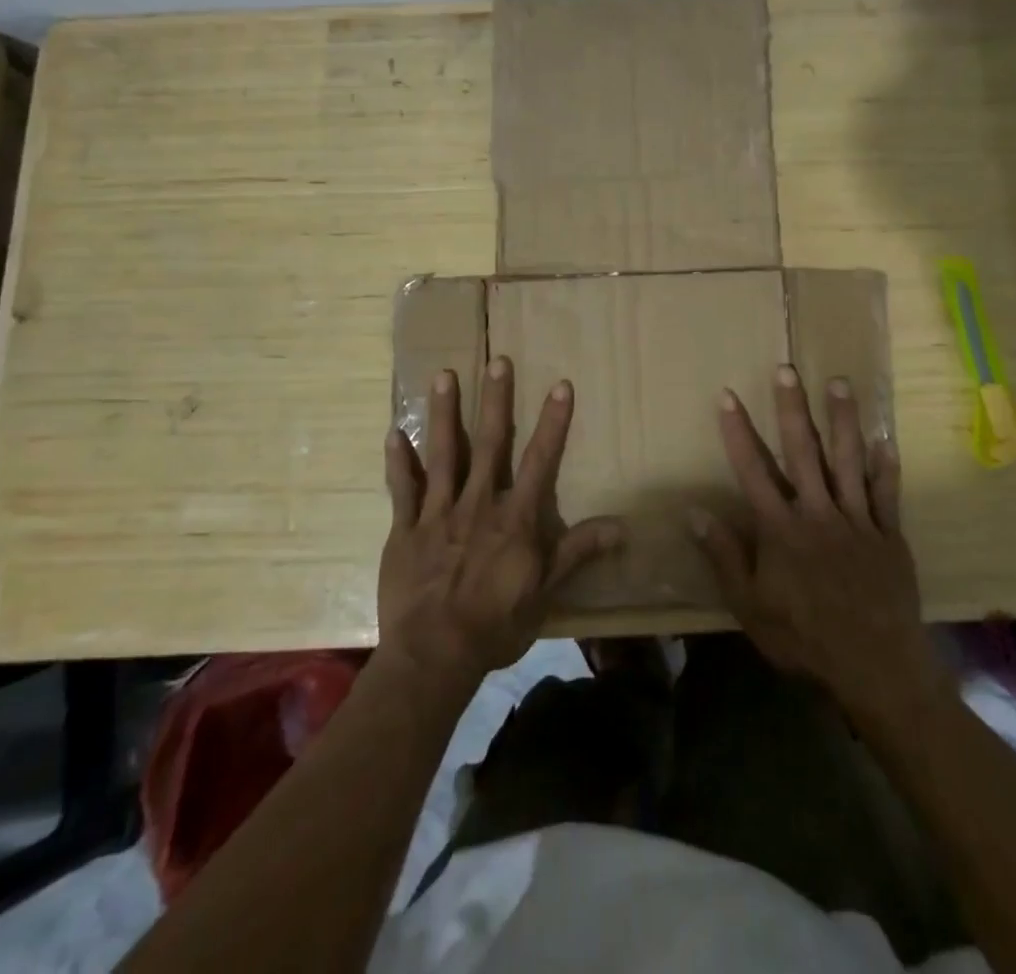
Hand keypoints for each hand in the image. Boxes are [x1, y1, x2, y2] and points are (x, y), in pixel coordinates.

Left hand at [381, 357, 622, 692]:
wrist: (434, 656)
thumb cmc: (496, 624)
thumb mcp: (546, 592)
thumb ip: (578, 552)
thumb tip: (623, 526)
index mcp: (514, 518)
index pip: (541, 460)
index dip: (553, 422)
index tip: (560, 385)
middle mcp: (478, 503)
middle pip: (489, 444)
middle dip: (495, 401)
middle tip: (497, 361)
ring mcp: (437, 513)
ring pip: (442, 454)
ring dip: (443, 414)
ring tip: (443, 376)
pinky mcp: (405, 529)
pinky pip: (401, 490)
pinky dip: (397, 462)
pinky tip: (392, 432)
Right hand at [689, 367, 950, 724]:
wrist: (876, 669)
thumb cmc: (804, 640)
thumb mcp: (750, 607)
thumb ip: (724, 557)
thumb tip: (695, 512)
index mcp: (780, 529)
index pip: (752, 469)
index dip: (737, 431)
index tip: (728, 396)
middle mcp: (817, 513)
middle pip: (802, 451)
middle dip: (792, 408)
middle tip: (787, 369)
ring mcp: (857, 521)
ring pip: (848, 461)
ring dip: (843, 419)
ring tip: (840, 383)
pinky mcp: (889, 536)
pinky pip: (887, 493)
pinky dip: (886, 465)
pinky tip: (886, 438)